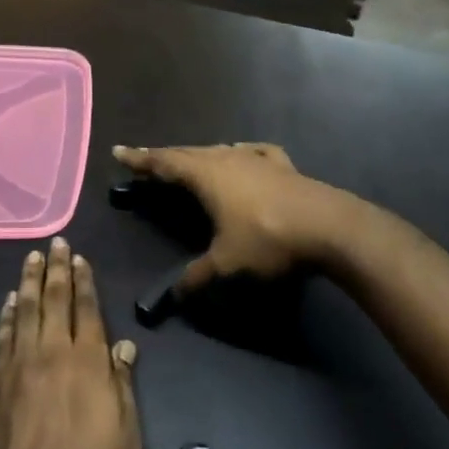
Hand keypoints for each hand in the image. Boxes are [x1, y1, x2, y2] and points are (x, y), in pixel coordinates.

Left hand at [0, 239, 140, 448]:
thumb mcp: (126, 438)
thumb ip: (122, 386)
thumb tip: (123, 347)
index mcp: (87, 363)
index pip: (86, 310)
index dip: (83, 281)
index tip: (79, 258)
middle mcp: (51, 353)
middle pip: (53, 300)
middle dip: (55, 269)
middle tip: (55, 243)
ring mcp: (19, 366)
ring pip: (24, 311)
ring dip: (28, 281)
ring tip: (32, 258)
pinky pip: (3, 336)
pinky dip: (7, 314)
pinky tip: (9, 301)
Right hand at [112, 143, 333, 294]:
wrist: (330, 227)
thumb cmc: (268, 240)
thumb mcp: (227, 263)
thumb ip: (197, 277)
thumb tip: (173, 297)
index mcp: (206, 176)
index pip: (164, 163)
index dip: (140, 159)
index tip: (119, 152)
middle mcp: (227, 159)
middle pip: (187, 153)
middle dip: (164, 157)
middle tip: (145, 159)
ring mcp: (257, 159)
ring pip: (218, 151)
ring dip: (199, 156)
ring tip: (188, 161)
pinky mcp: (282, 165)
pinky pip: (252, 153)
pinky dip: (239, 154)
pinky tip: (243, 154)